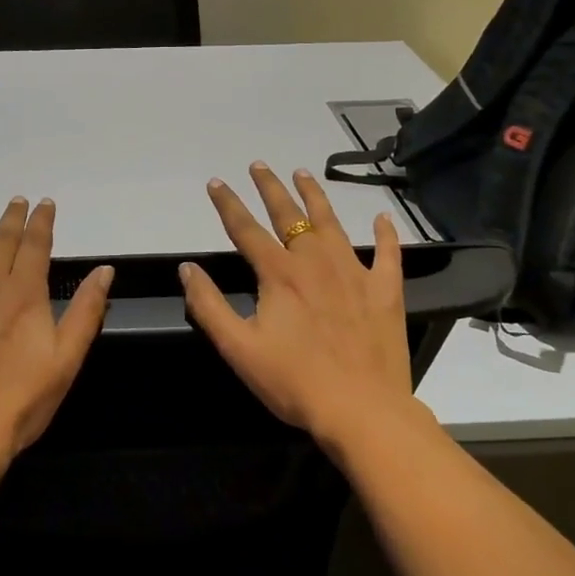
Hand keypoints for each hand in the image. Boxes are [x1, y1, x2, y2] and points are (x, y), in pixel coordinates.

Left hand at [0, 191, 113, 471]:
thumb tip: (104, 271)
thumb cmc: (19, 401)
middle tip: (14, 198)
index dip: (41, 221)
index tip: (44, 203)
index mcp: (25, 292)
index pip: (36, 244)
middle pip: (1, 238)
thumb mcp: (67, 360)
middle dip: (11, 215)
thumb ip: (87, 311)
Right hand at [179, 163, 419, 444]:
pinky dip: (385, 234)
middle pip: (288, 215)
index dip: (228, 204)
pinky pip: (387, 254)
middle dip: (270, 188)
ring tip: (303, 174)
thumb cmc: (293, 381)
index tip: (216, 182)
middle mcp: (315, 262)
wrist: (362, 410)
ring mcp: (354, 273)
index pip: (246, 230)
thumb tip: (187, 269)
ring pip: (332, 224)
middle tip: (259, 165)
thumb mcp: (238, 348)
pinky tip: (383, 219)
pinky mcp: (385, 292)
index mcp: (279, 274)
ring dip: (315, 197)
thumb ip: (208, 306)